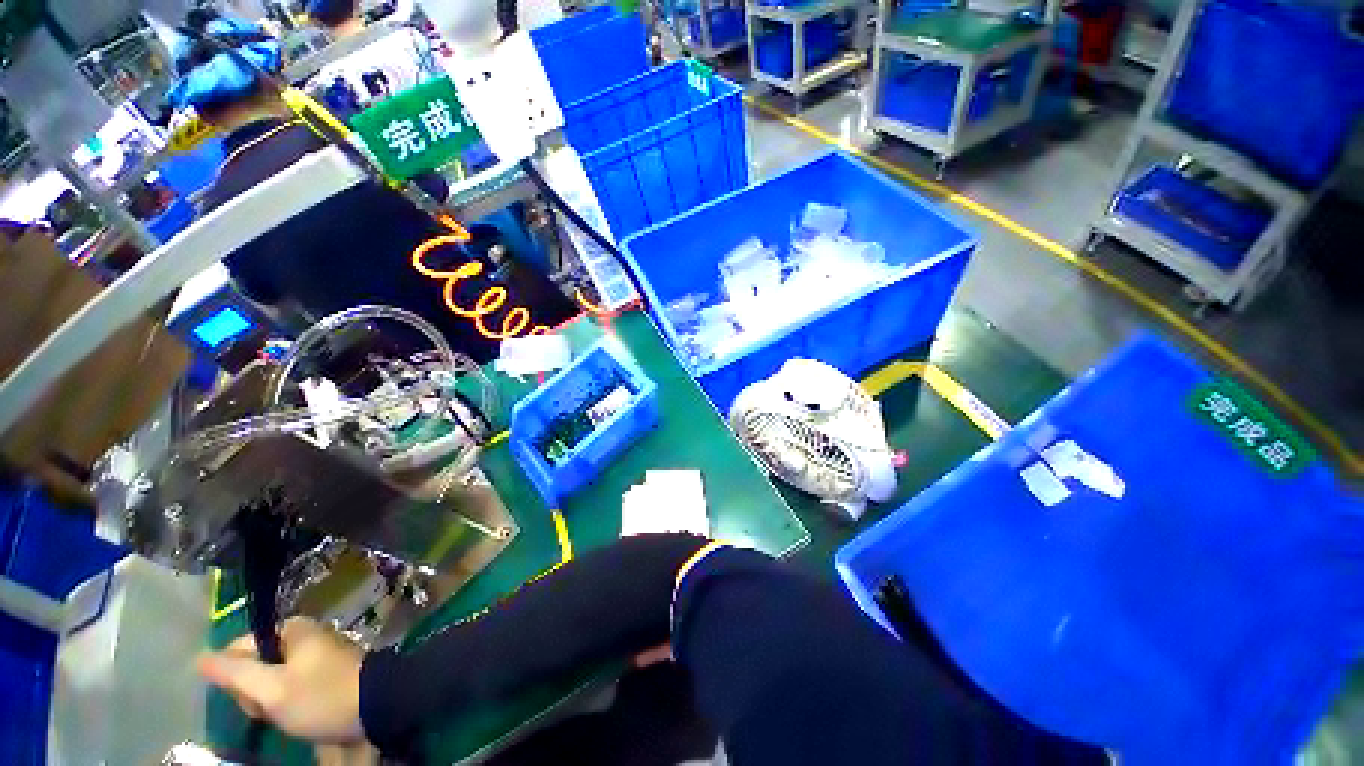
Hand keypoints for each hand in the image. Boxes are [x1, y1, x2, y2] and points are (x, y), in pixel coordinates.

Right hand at [198, 617, 366, 744]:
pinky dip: (290, 704)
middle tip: (269, 709)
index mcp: (295, 629)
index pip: (240, 647)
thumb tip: (200, 658)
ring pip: (273, 681)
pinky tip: (299, 717)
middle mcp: (306, 637)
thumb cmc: (321, 696)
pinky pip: (293, 689)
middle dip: (255, 692)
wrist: (376, 708)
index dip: (235, 675)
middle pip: (257, 665)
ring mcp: (319, 656)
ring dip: (272, 702)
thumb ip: (234, 673)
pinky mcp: (328, 676)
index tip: (248, 696)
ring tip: (286, 716)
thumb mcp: (270, 688)